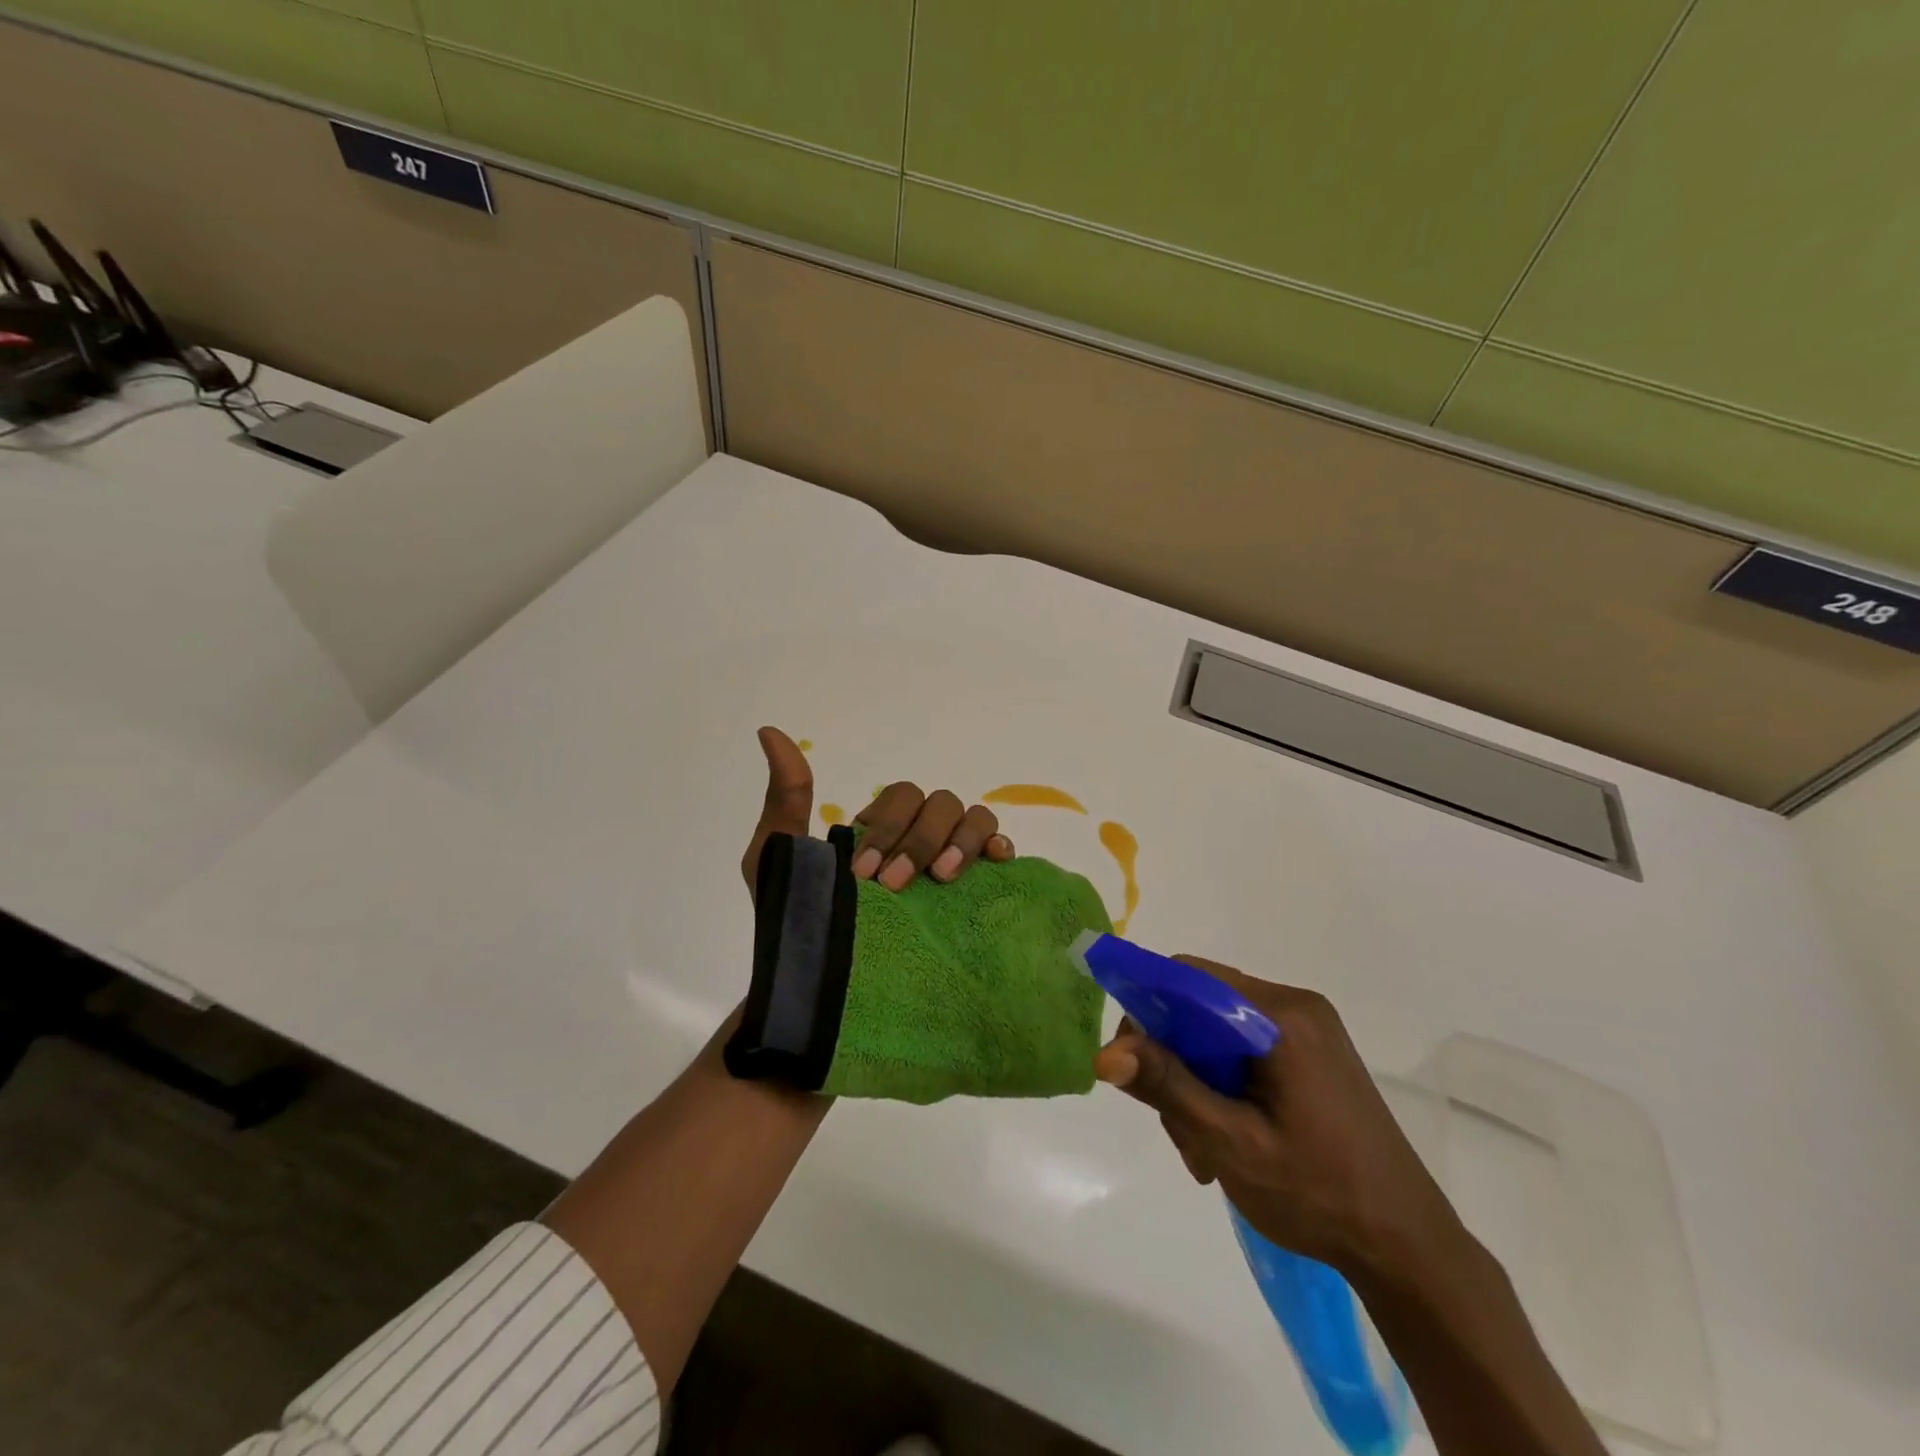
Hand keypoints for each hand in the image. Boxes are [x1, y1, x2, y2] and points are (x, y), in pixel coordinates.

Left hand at [740, 727, 1016, 899]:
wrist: (817, 986)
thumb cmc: (796, 918)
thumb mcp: (779, 854)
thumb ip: (786, 796)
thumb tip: (769, 732)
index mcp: (882, 827)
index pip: (902, 796)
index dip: (889, 826)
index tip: (863, 872)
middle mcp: (920, 836)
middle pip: (940, 803)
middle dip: (919, 839)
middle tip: (893, 885)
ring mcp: (949, 861)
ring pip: (975, 818)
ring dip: (961, 841)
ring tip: (941, 880)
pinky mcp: (974, 890)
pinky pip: (999, 849)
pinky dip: (999, 846)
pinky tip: (995, 862)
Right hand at [1095, 957, 1468, 1289]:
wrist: (1409, 1249)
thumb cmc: (1318, 1195)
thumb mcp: (1231, 1143)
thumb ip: (1168, 1087)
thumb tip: (1104, 1054)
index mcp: (1280, 1016)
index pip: (1188, 977)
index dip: (1147, 1008)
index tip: (1129, 1064)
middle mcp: (1295, 1005)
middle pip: (1200, 1005)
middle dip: (1173, 1060)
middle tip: (1175, 1128)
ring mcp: (1309, 1028)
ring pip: (1217, 1030)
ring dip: (1196, 1080)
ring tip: (1203, 1150)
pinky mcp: (1313, 1051)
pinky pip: (1244, 1046)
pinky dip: (1223, 1083)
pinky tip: (1228, 1136)